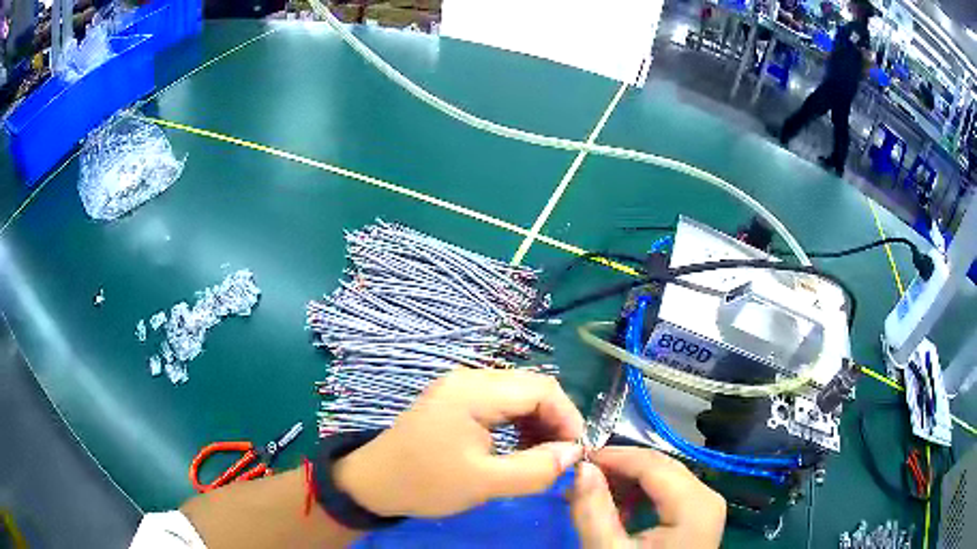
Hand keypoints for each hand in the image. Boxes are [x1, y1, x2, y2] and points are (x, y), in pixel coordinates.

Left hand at [333, 370, 584, 516]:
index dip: (568, 417)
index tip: (577, 451)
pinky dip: (517, 424)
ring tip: (542, 456)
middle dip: (554, 420)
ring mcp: (459, 387)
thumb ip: (535, 468)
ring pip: (517, 395)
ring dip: (537, 423)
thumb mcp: (484, 483)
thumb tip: (574, 453)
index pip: (542, 388)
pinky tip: (518, 448)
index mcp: (474, 390)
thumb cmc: (425, 483)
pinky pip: (499, 404)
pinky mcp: (454, 401)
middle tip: (562, 456)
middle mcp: (469, 378)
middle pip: (531, 387)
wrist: (371, 483)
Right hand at [570, 447, 725, 548]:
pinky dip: (641, 495)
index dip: (613, 457)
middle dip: (618, 468)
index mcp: (694, 503)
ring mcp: (706, 505)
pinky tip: (619, 508)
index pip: (651, 463)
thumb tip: (582, 468)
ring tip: (593, 493)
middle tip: (579, 477)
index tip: (576, 459)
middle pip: (660, 467)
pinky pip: (669, 492)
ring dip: (627, 481)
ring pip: (663, 477)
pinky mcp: (699, 516)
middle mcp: (707, 496)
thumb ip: (594, 511)